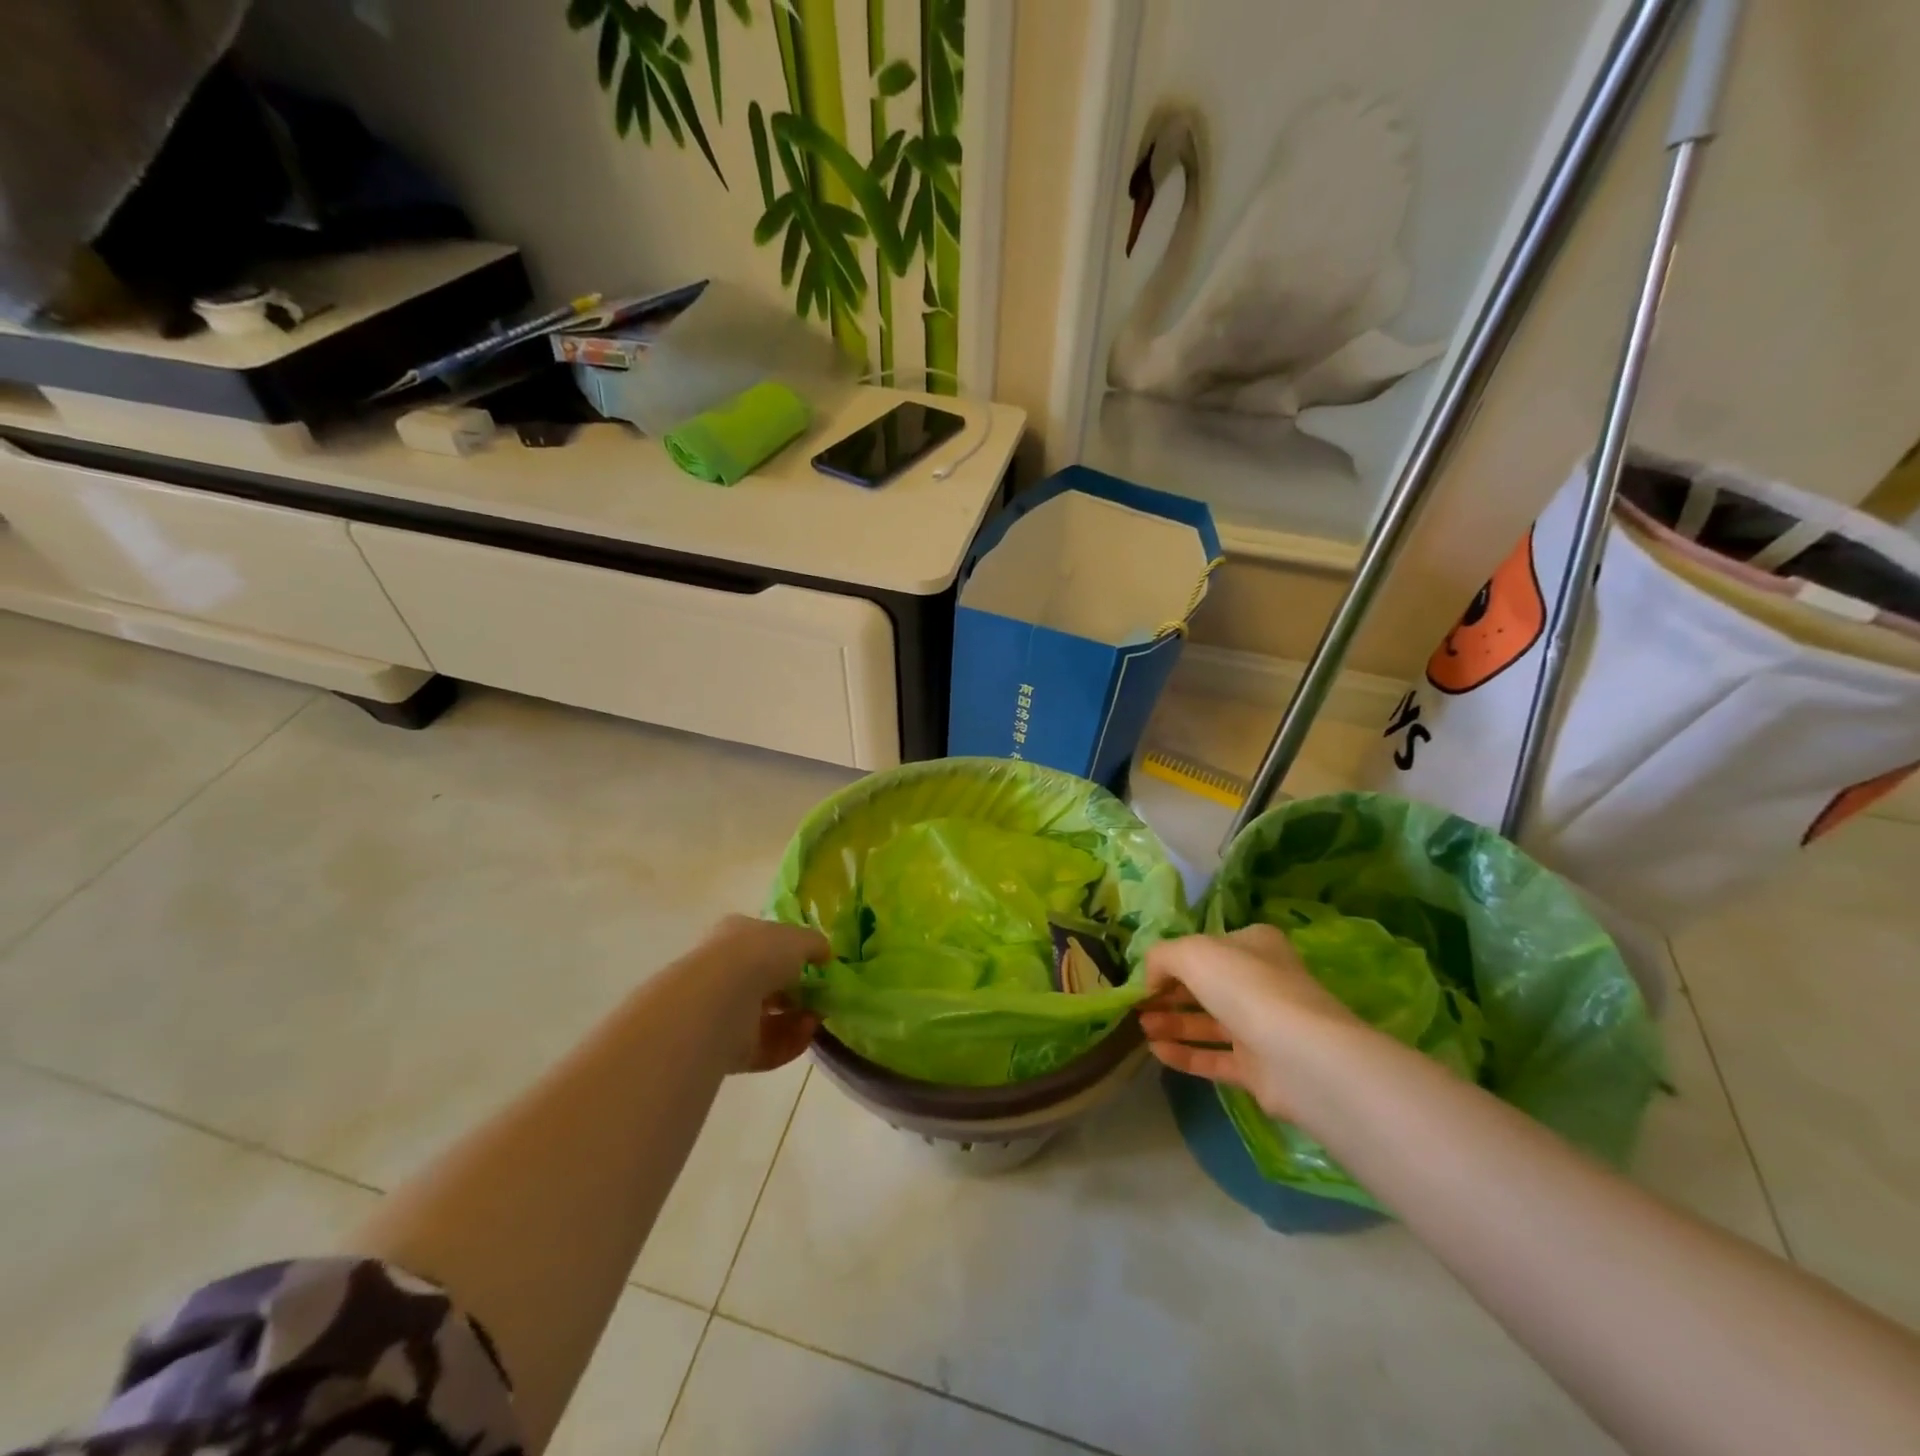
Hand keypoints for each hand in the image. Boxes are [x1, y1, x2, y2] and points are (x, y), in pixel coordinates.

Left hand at [688, 915, 830, 1072]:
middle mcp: (726, 973)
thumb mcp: (798, 938)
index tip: (819, 966)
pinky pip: (765, 1046)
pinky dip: (789, 1042)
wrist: (719, 1001)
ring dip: (798, 1019)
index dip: (794, 954)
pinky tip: (807, 1034)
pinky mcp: (727, 1048)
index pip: (766, 943)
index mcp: (736, 937)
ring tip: (817, 1018)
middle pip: (768, 984)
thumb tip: (824, 954)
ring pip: (768, 1017)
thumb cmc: (758, 955)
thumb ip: (814, 944)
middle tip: (822, 997)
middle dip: (798, 992)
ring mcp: (724, 1012)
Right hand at [1138, 925, 1362, 1121]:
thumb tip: (1150, 979)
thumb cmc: (1245, 987)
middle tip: (1137, 1005)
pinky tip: (1156, 1052)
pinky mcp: (1259, 1069)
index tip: (1144, 976)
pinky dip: (1184, 1054)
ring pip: (1207, 1023)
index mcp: (1252, 945)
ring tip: (1140, 1028)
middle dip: (1167, 994)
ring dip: (1171, 1023)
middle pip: (1204, 986)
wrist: (1300, 1056)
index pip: (1206, 948)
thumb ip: (1162, 957)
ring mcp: (1261, 1027)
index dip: (1172, 960)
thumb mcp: (1192, 952)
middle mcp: (1260, 982)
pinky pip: (1214, 1058)